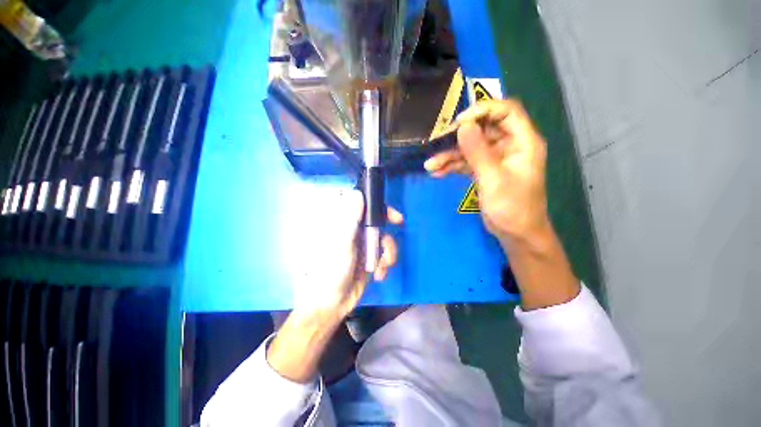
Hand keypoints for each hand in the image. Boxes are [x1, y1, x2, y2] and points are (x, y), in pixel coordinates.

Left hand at [287, 187, 402, 318]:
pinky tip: (379, 274)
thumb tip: (357, 193)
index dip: (377, 206)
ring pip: (384, 238)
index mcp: (342, 225)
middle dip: (388, 225)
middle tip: (399, 224)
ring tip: (382, 266)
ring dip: (388, 252)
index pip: (361, 206)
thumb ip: (349, 219)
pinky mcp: (370, 259)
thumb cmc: (330, 272)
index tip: (391, 212)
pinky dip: (385, 263)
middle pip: (376, 220)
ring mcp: (362, 246)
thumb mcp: (341, 244)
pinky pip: (385, 254)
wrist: (331, 304)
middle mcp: (353, 232)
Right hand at [425, 99, 548, 245]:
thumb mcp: (493, 179)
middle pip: (482, 130)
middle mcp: (509, 145)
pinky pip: (466, 162)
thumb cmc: (512, 207)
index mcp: (523, 141)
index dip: (482, 110)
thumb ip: (478, 152)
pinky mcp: (484, 170)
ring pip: (470, 148)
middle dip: (458, 138)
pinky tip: (437, 173)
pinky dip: (452, 167)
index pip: (506, 111)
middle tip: (436, 143)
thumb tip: (463, 126)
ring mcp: (495, 158)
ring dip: (450, 156)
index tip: (459, 122)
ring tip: (430, 166)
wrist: (515, 233)